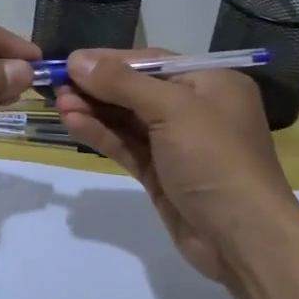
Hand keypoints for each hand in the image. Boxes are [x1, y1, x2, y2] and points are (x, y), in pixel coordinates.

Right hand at [54, 49, 298, 283]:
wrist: (243, 238)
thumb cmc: (215, 159)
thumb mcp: (172, 110)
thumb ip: (123, 84)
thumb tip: (77, 60)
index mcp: (211, 82)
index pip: (151, 62)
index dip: (109, 61)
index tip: (69, 61)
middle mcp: (195, 108)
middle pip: (136, 90)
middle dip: (97, 88)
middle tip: (55, 85)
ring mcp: (177, 144)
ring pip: (128, 120)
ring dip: (94, 111)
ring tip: (58, 105)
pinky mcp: (161, 174)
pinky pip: (127, 146)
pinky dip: (101, 135)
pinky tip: (74, 124)